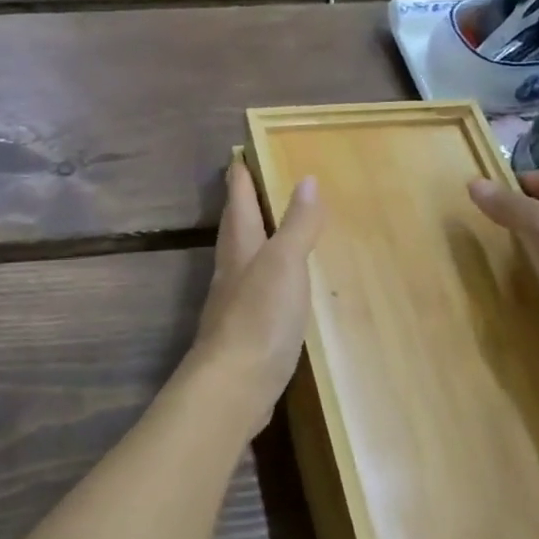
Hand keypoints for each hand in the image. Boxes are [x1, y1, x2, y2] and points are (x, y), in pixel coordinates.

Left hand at [182, 161, 324, 430]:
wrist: (235, 384)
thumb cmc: (261, 315)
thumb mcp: (286, 263)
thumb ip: (298, 224)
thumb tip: (307, 179)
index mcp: (240, 246)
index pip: (238, 201)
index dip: (239, 176)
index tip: (238, 154)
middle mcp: (231, 268)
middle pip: (235, 227)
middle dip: (241, 203)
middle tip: (249, 183)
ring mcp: (234, 300)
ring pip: (241, 257)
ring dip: (252, 238)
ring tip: (268, 228)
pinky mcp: (243, 329)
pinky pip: (253, 289)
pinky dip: (264, 275)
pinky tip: (276, 285)